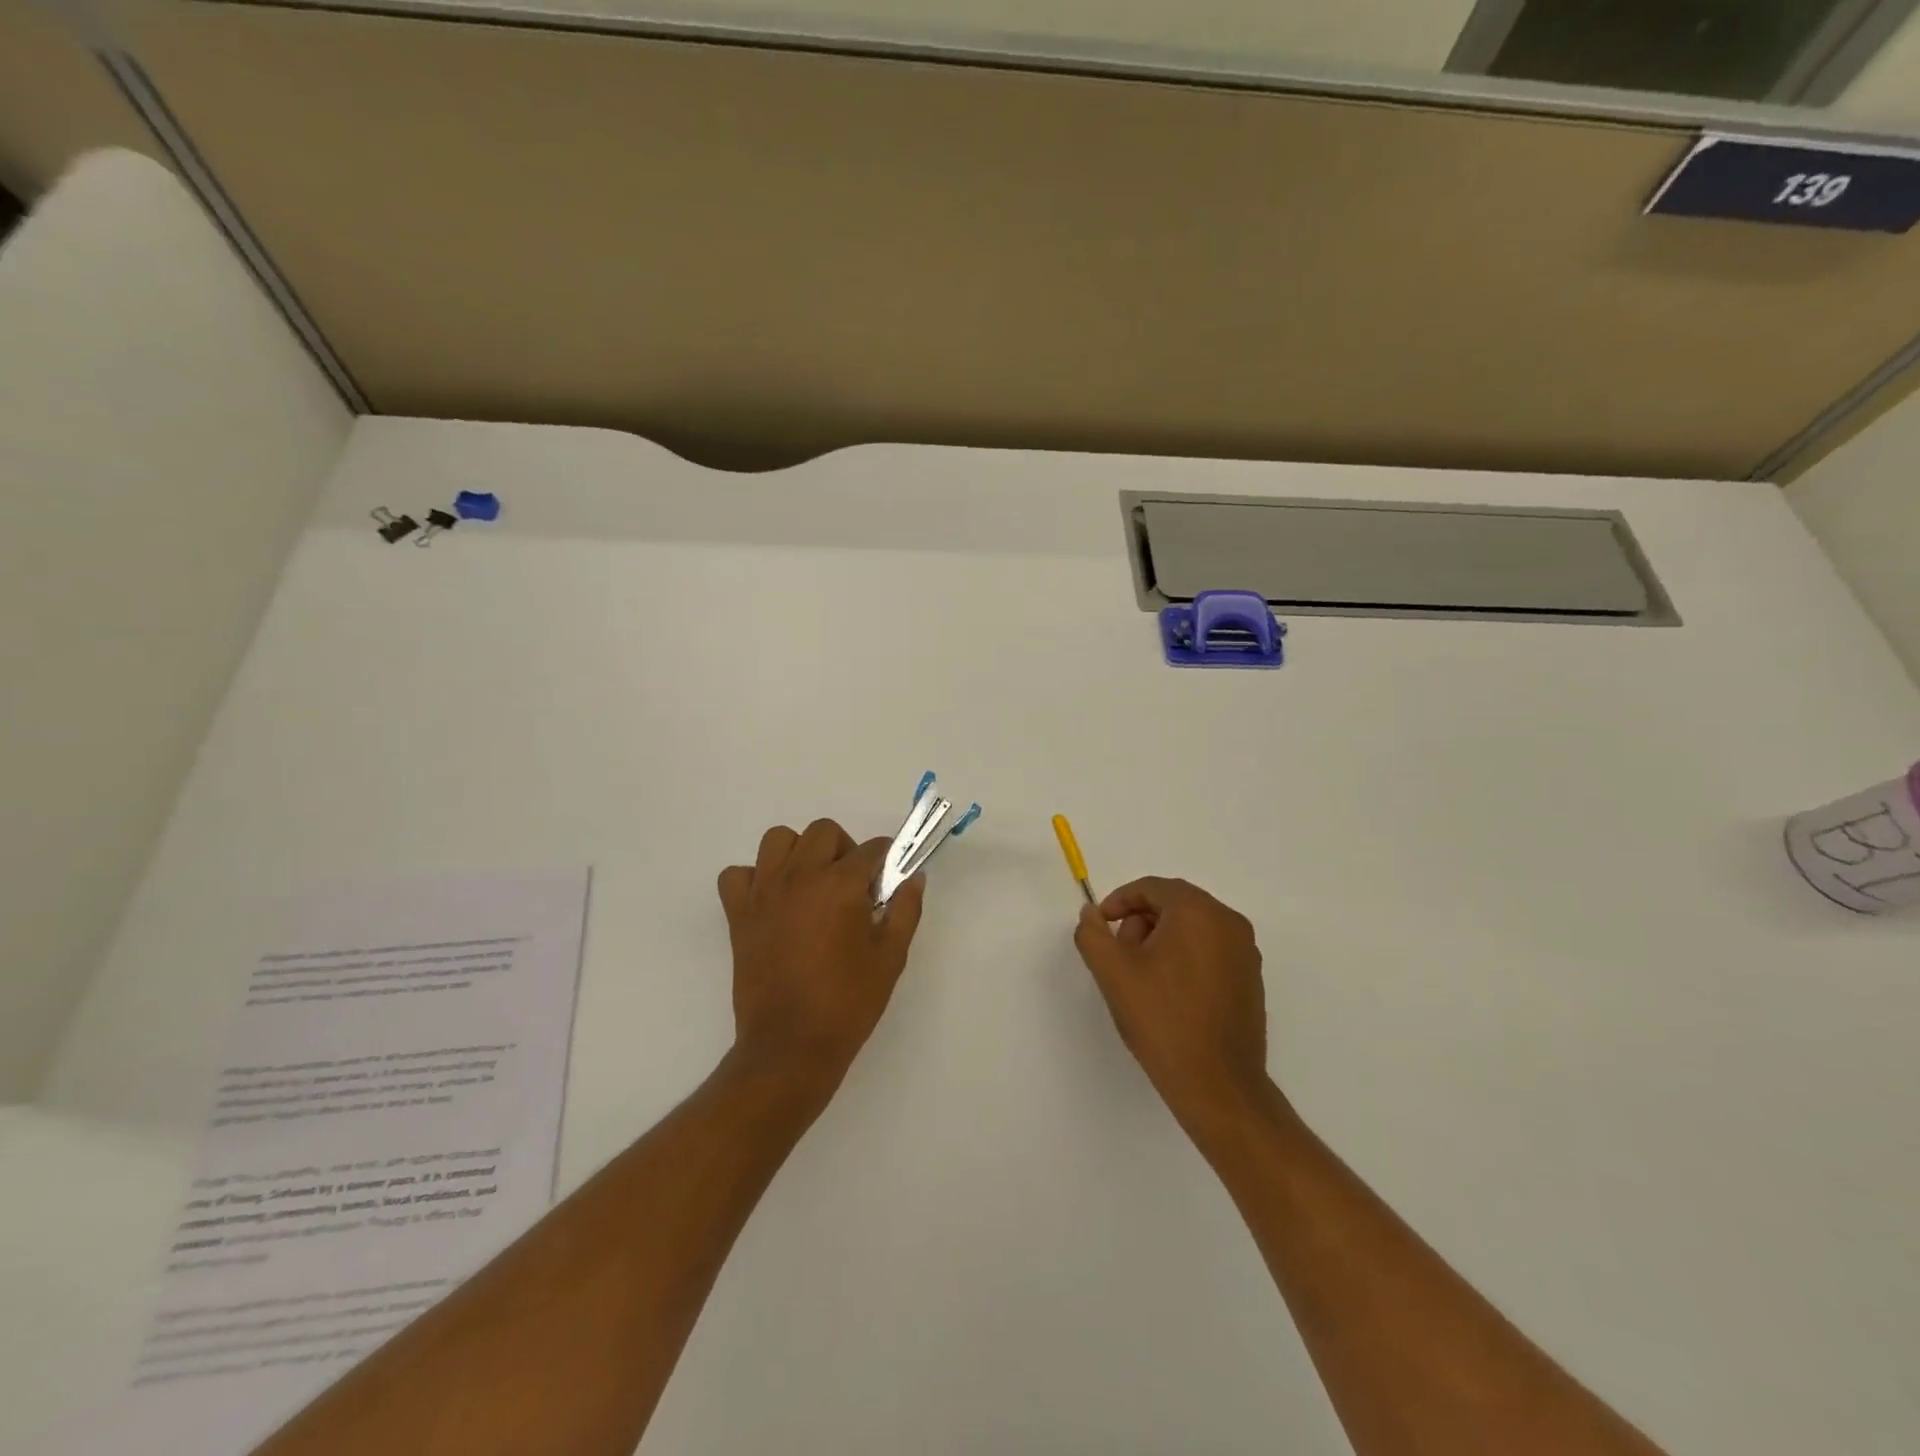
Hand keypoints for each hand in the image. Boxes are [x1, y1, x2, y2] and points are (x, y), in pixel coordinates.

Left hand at [717, 819, 925, 1101]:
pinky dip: (754, 879)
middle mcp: (800, 876)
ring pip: (778, 840)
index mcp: (841, 885)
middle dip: (844, 849)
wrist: (791, 1046)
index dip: (885, 860)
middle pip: (823, 831)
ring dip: (798, 852)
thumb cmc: (848, 1002)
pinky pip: (738, 875)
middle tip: (851, 885)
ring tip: (810, 884)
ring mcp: (764, 892)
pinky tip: (772, 901)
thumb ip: (905, 909)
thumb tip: (913, 877)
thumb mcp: (891, 957)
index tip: (887, 879)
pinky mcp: (739, 913)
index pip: (871, 849)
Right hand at [1073, 877, 1269, 1134]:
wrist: (1218, 1086)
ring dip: (1162, 941)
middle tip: (1120, 956)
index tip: (1101, 926)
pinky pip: (1211, 950)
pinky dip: (1185, 958)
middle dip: (1141, 922)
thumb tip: (1092, 914)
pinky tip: (1169, 994)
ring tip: (1142, 979)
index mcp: (1198, 912)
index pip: (1152, 888)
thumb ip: (1093, 934)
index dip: (1119, 902)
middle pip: (1174, 904)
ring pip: (1193, 928)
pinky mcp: (1251, 979)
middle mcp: (1229, 922)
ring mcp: (1246, 952)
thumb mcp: (1113, 973)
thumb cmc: (1162, 1020)